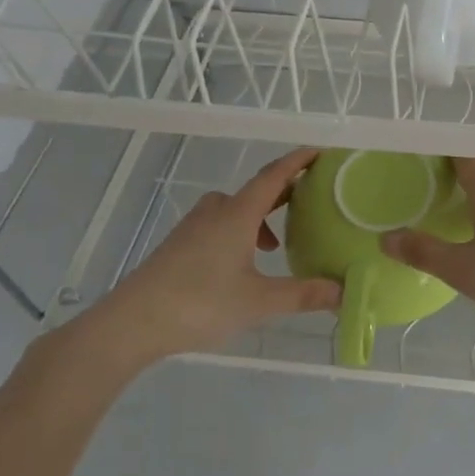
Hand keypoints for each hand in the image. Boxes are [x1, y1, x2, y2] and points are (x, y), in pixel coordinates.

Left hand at [83, 147, 340, 364]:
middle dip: (281, 193)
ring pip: (232, 209)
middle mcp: (215, 213)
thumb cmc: (199, 303)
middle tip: (307, 201)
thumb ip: (303, 295)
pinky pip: (216, 225)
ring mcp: (192, 229)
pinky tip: (240, 265)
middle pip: (253, 191)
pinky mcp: (177, 247)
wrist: (130, 323)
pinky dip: (237, 232)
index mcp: (237, 215)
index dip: (297, 162)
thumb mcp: (259, 301)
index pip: (273, 177)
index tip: (319, 152)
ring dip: (257, 218)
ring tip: (274, 246)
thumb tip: (344, 292)